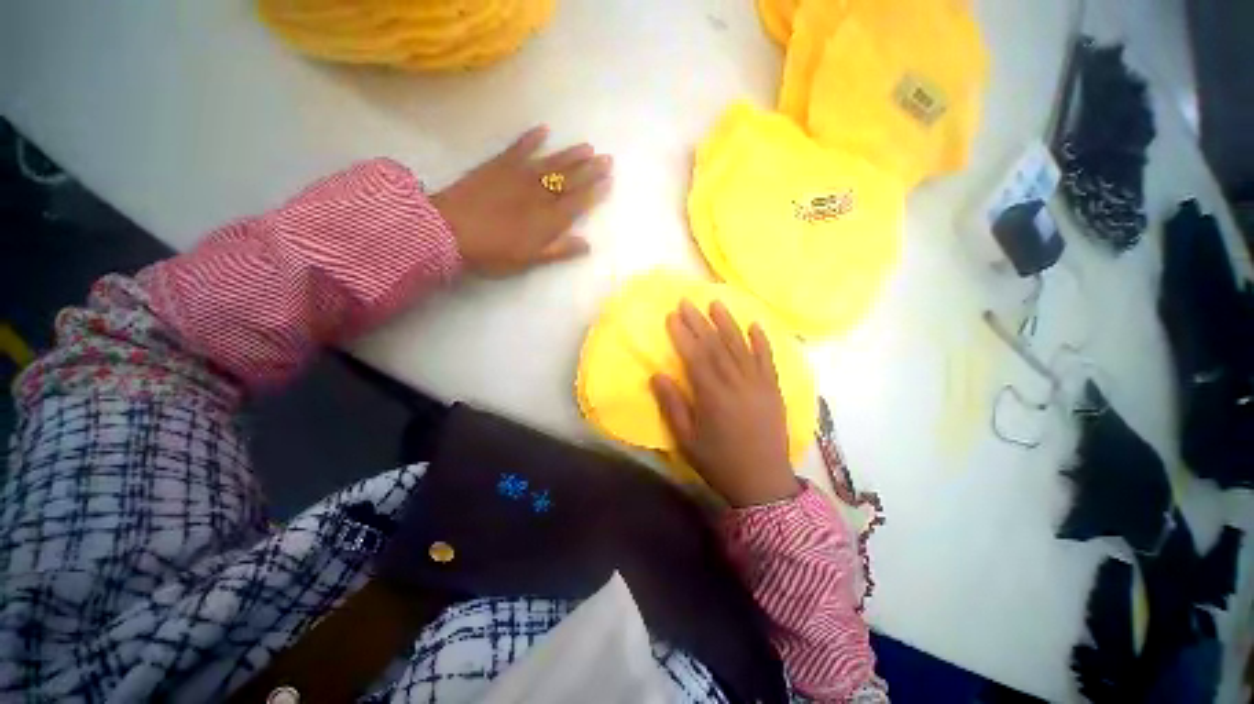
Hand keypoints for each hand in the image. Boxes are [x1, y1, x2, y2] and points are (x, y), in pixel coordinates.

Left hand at [431, 126, 612, 276]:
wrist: (449, 231)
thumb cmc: (492, 252)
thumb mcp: (529, 260)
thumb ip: (559, 250)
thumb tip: (587, 244)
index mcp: (548, 219)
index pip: (578, 202)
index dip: (594, 192)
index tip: (609, 181)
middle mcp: (539, 194)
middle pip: (569, 180)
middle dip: (590, 169)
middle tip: (607, 158)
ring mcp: (519, 176)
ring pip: (551, 163)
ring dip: (571, 154)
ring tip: (587, 146)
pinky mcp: (499, 165)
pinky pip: (519, 148)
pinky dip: (531, 138)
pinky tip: (543, 130)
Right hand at [650, 300, 800, 507]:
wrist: (763, 482)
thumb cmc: (719, 462)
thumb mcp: (686, 440)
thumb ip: (672, 405)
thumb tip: (657, 375)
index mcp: (713, 396)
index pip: (695, 356)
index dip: (682, 334)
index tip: (672, 315)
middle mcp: (736, 383)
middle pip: (716, 345)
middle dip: (700, 321)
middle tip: (687, 302)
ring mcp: (758, 384)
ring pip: (741, 346)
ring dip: (728, 323)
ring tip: (716, 303)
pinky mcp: (773, 389)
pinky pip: (767, 359)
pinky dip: (761, 340)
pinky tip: (754, 325)